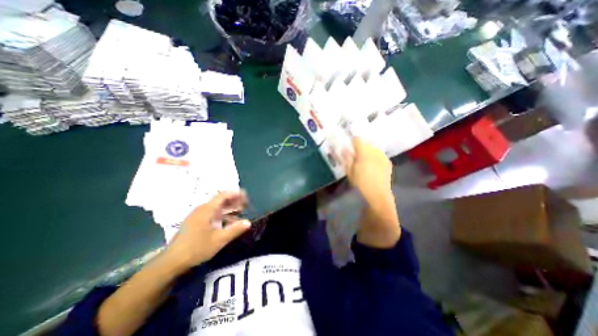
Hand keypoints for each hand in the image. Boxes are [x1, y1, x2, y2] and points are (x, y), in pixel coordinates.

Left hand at [164, 192, 250, 269]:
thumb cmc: (196, 248)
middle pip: (220, 200)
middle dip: (234, 201)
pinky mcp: (195, 222)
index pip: (223, 195)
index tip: (245, 196)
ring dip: (229, 208)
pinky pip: (212, 213)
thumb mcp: (219, 240)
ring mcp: (197, 216)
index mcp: (207, 210)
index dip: (235, 194)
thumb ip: (235, 230)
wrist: (171, 262)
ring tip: (240, 211)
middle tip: (245, 204)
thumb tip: (248, 222)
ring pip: (216, 207)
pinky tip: (228, 221)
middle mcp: (202, 209)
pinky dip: (222, 214)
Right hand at [341, 136, 392, 201]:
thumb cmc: (360, 184)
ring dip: (368, 151)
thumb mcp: (350, 172)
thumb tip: (345, 149)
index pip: (357, 140)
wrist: (378, 194)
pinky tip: (372, 164)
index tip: (349, 145)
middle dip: (360, 146)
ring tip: (364, 160)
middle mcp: (375, 151)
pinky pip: (379, 154)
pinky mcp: (388, 162)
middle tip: (355, 154)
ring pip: (373, 148)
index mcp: (364, 153)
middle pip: (366, 143)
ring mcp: (383, 156)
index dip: (352, 140)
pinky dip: (374, 156)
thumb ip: (347, 158)